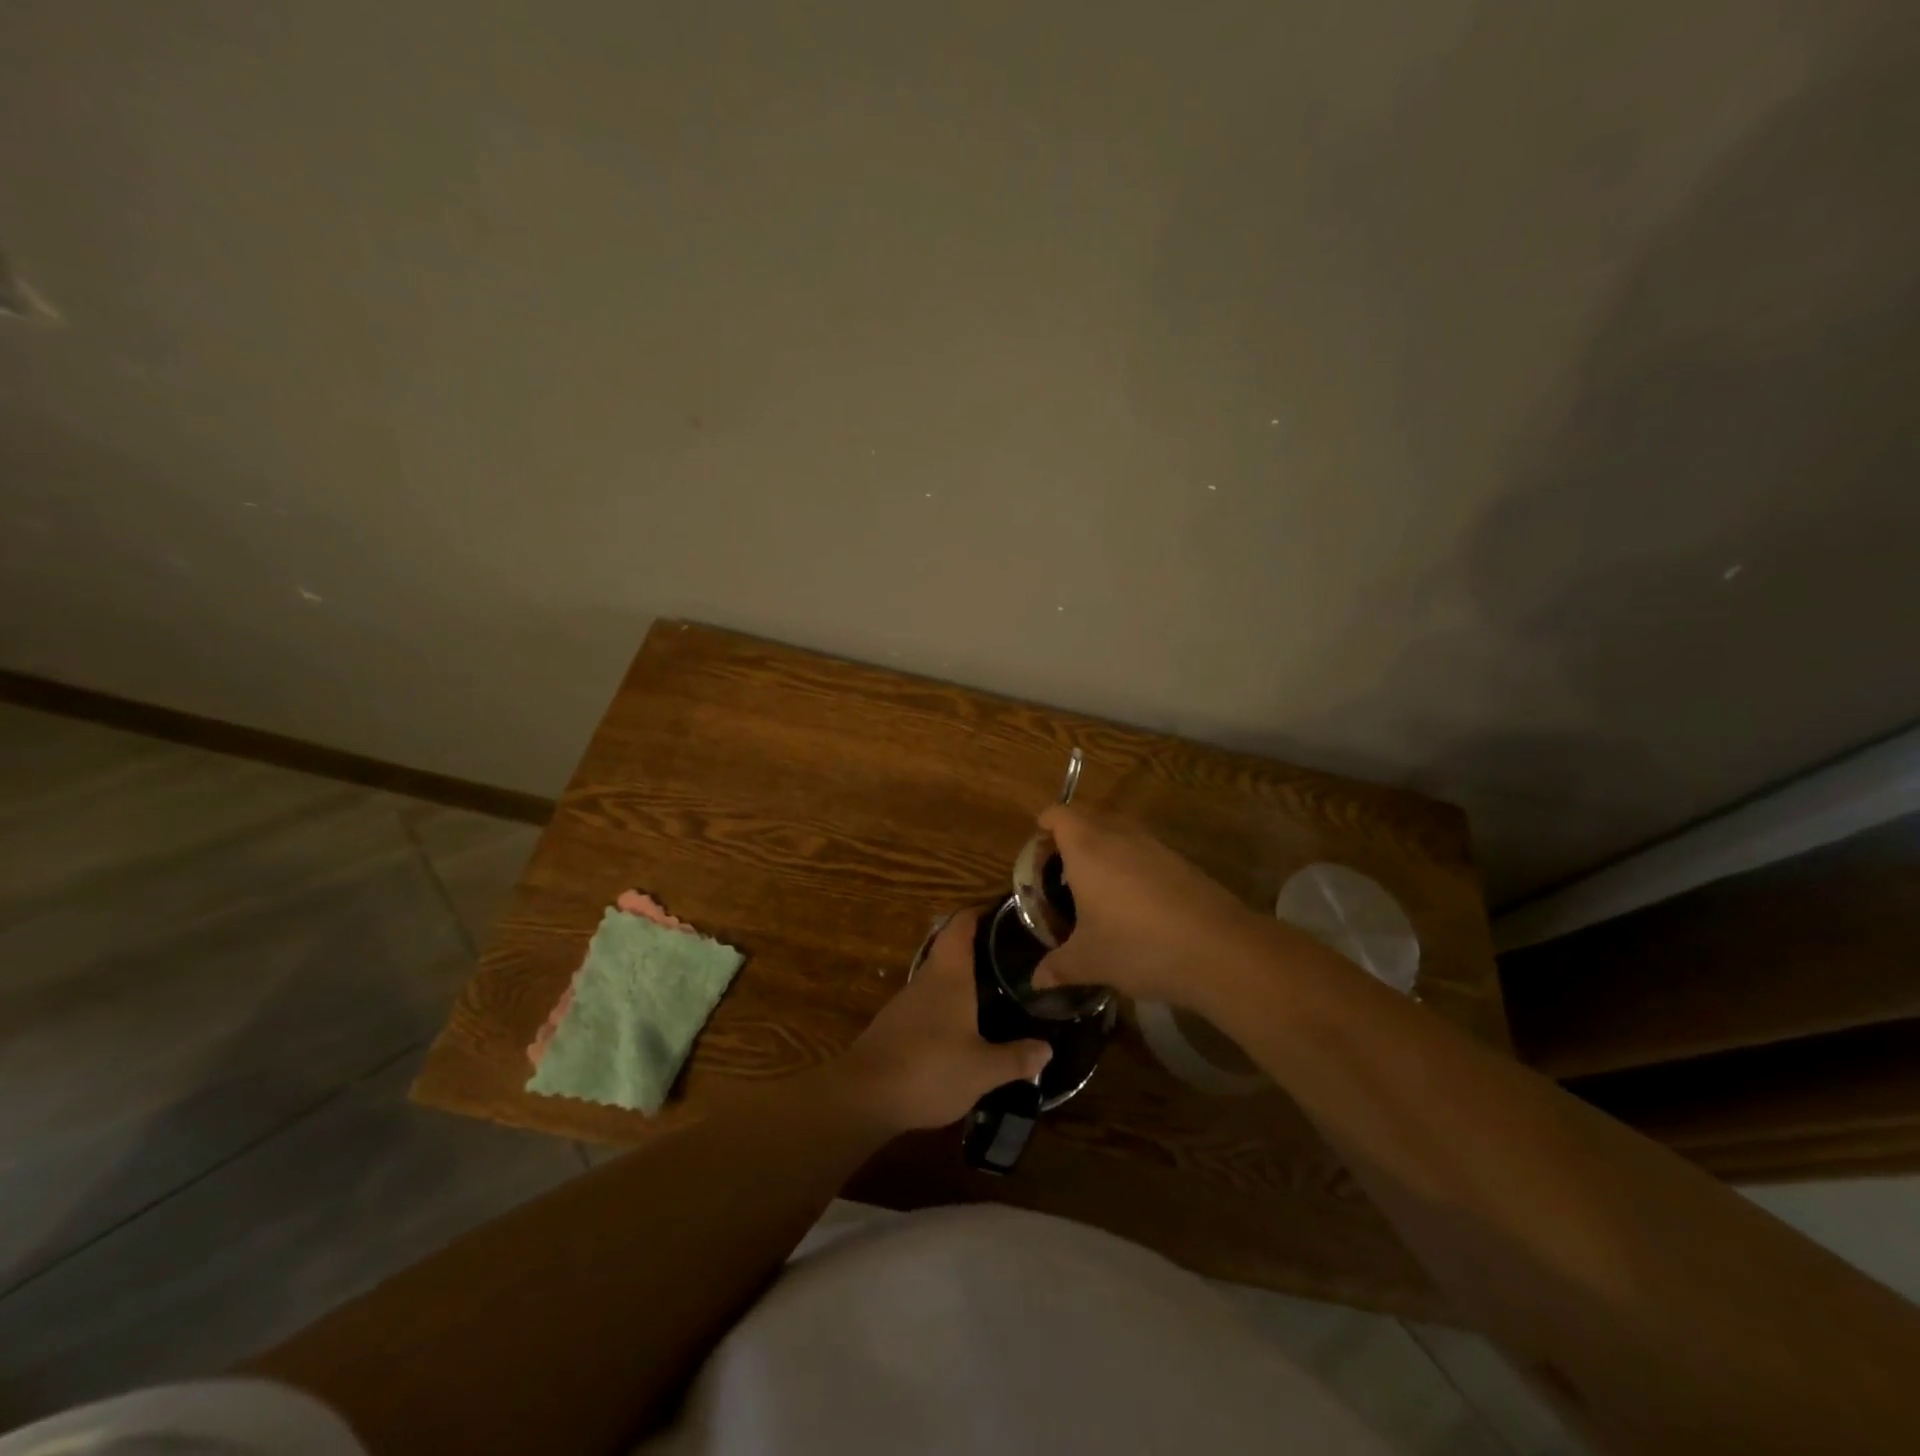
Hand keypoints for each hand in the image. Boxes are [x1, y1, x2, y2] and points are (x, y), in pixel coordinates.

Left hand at [829, 909, 1051, 1133]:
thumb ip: (1015, 1058)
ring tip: (995, 987)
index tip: (1004, 911)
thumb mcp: (982, 1070)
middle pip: (951, 949)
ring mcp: (906, 1002)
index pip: (961, 925)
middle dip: (978, 947)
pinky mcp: (895, 1026)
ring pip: (940, 977)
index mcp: (949, 975)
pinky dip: (949, 1004)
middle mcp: (926, 979)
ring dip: (963, 978)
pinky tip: (965, 1024)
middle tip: (1012, 953)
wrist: (864, 1096)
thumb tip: (1047, 1050)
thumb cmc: (929, 1069)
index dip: (979, 912)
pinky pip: (929, 1003)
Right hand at [1031, 806, 1265, 1005]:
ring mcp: (1154, 845)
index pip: (1058, 814)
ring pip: (1119, 832)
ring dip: (1104, 850)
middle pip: (1088, 817)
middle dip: (1071, 837)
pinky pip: (1145, 851)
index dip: (1044, 826)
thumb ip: (1058, 967)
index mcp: (1087, 848)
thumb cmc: (1137, 946)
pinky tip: (1136, 905)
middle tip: (1062, 874)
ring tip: (1097, 890)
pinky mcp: (1181, 861)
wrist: (1218, 949)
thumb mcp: (1089, 961)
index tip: (1038, 853)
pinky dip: (1132, 865)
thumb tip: (1036, 981)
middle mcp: (1119, 835)